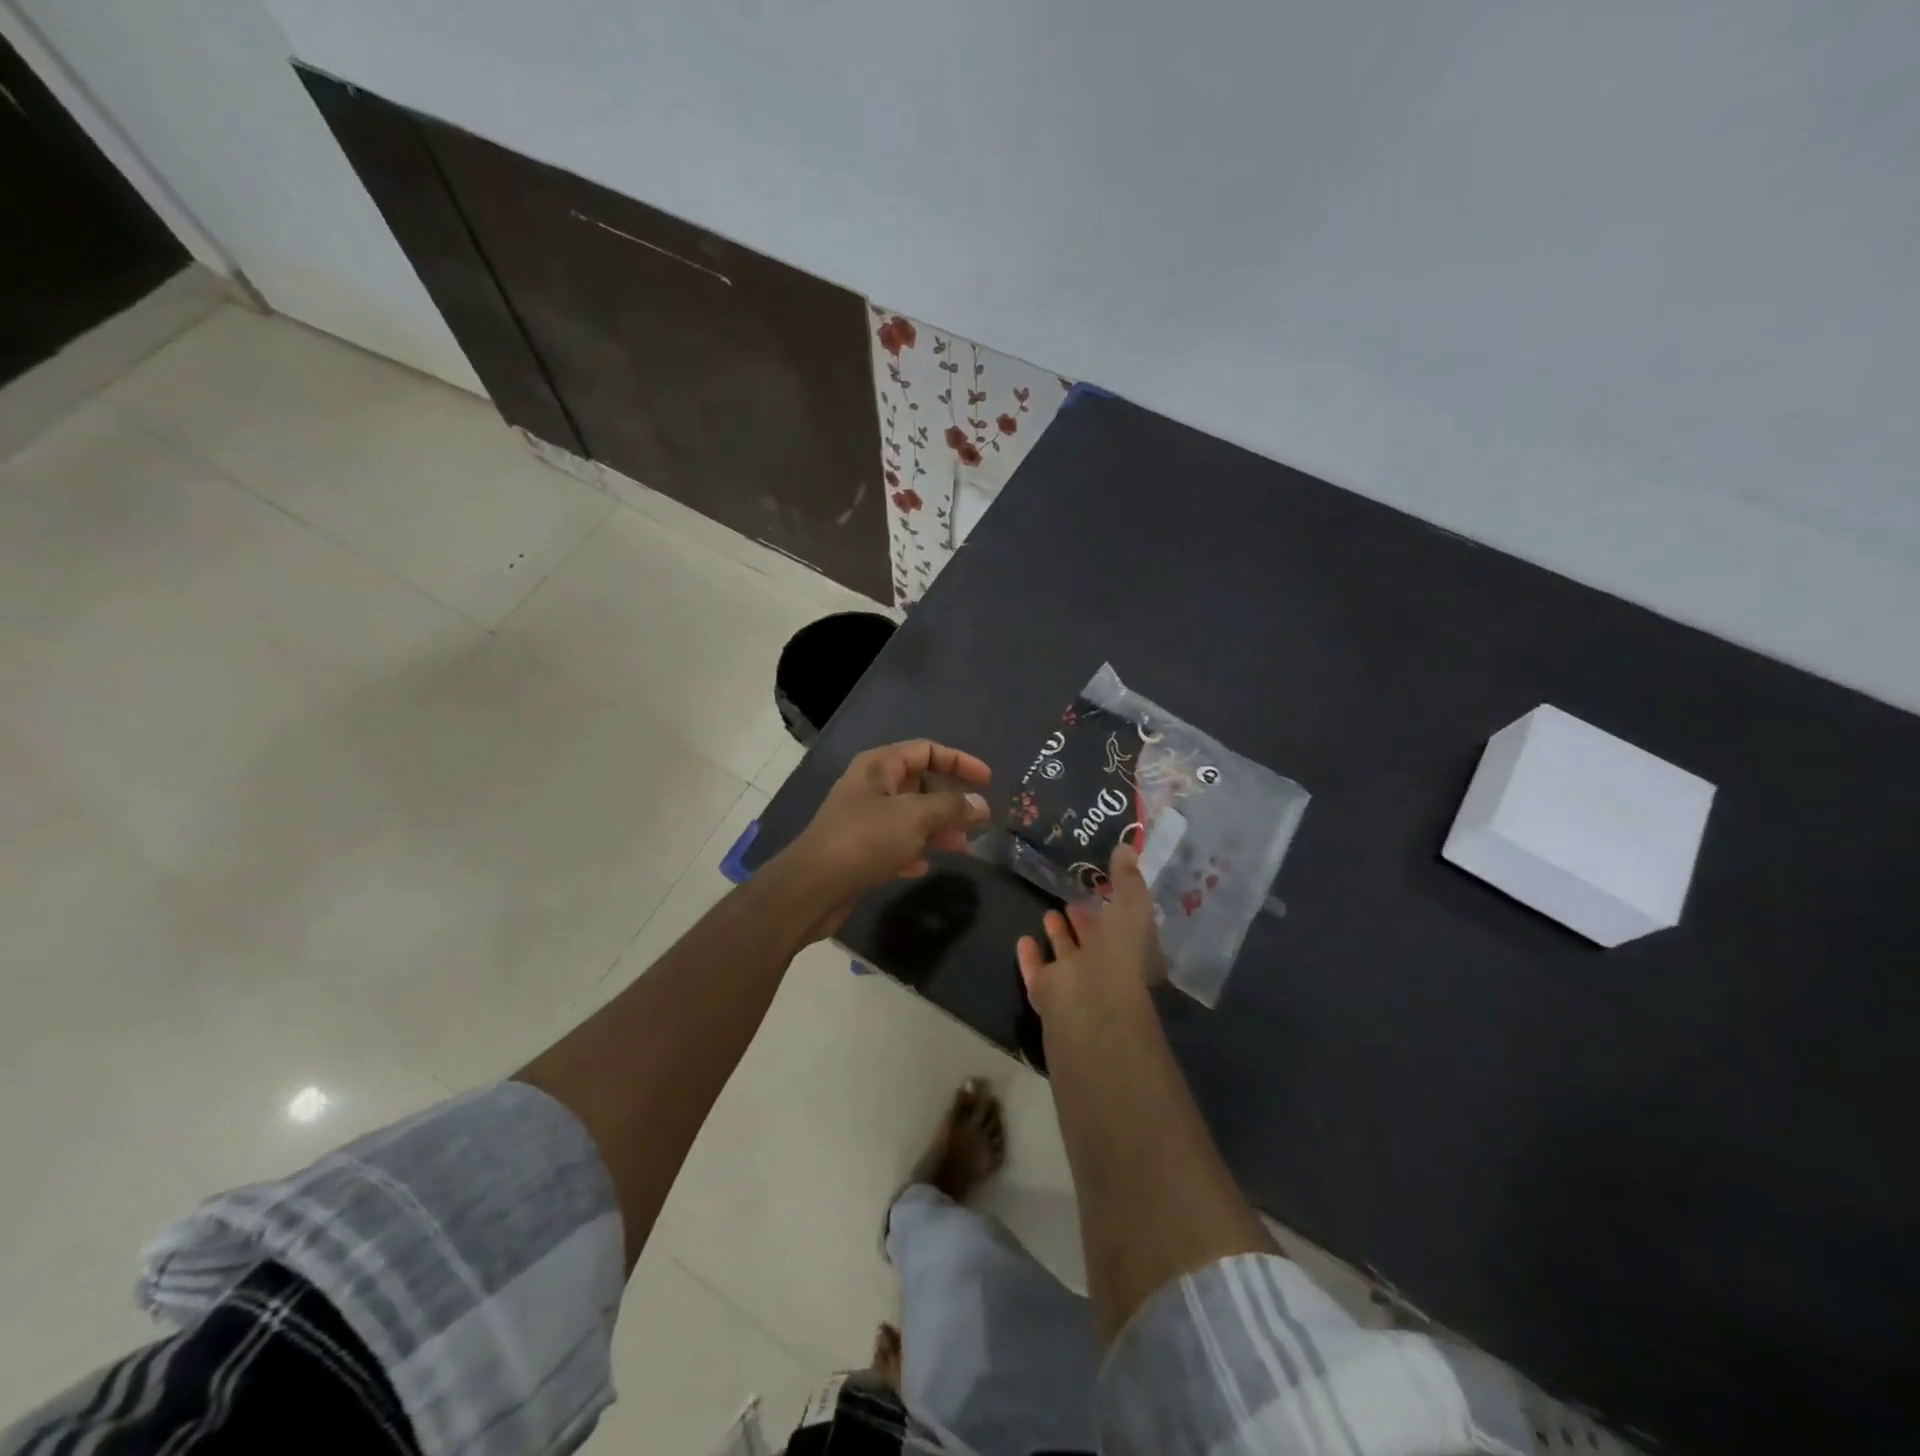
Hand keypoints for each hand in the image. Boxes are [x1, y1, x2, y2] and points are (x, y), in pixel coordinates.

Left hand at [780, 739, 991, 938]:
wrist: (812, 887)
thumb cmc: (865, 840)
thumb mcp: (915, 818)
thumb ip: (952, 808)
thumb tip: (981, 805)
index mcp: (879, 766)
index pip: (926, 750)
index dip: (959, 762)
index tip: (987, 781)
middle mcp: (870, 786)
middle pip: (920, 784)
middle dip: (950, 802)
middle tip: (976, 822)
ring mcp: (862, 818)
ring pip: (910, 815)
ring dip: (937, 828)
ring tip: (961, 848)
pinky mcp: (858, 848)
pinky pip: (894, 842)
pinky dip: (913, 849)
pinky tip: (923, 866)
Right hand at [1017, 842, 1164, 1018]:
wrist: (1089, 1007)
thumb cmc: (1118, 954)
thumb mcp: (1131, 907)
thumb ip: (1127, 879)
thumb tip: (1126, 846)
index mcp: (1132, 950)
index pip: (1124, 924)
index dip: (1115, 905)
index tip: (1101, 883)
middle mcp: (1106, 968)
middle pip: (1095, 941)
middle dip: (1086, 919)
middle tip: (1071, 897)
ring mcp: (1075, 983)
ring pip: (1066, 955)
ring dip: (1059, 935)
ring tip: (1049, 912)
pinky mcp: (1047, 994)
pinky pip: (1037, 971)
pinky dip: (1030, 957)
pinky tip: (1022, 938)